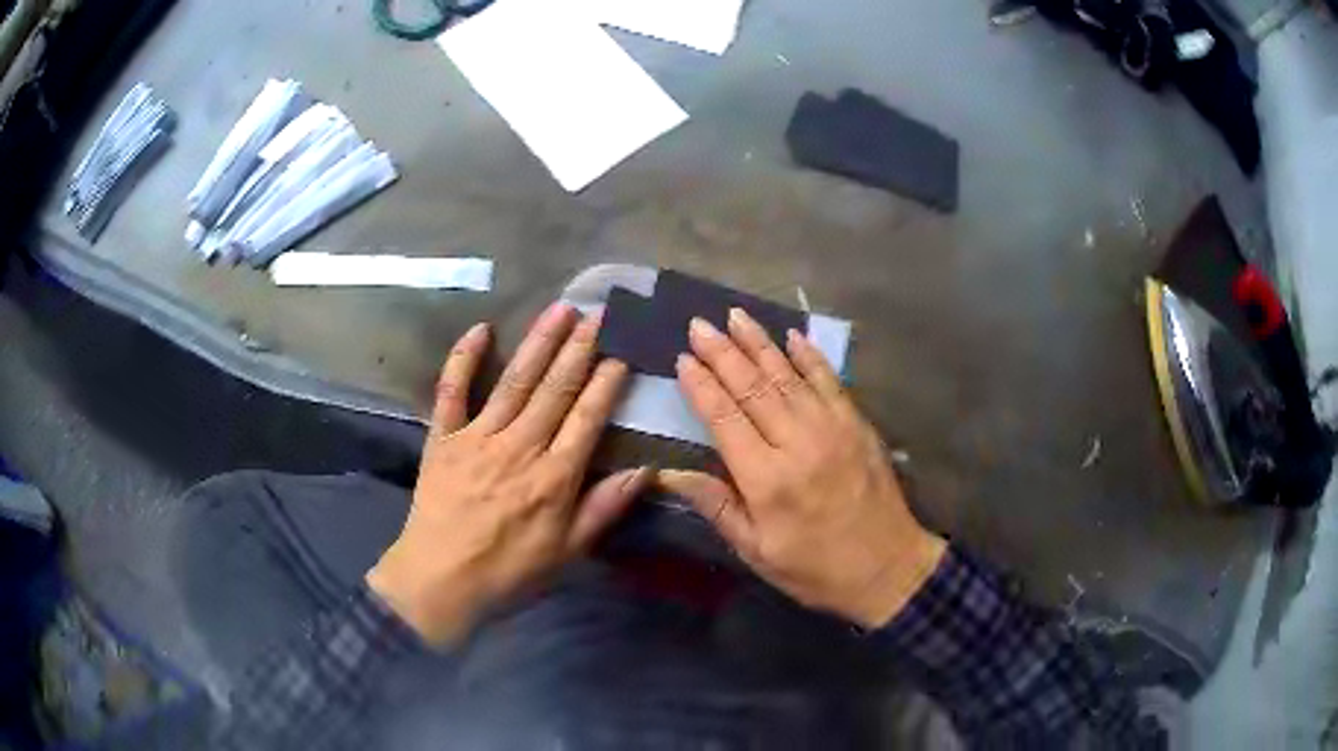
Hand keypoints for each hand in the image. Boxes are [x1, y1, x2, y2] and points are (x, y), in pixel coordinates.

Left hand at [367, 303, 652, 645]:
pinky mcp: (443, 438)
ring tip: (560, 310)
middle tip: (597, 314)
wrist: (439, 581)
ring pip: (514, 382)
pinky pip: (452, 392)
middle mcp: (519, 447)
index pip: (587, 419)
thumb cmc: (508, 572)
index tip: (620, 354)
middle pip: (555, 390)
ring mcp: (477, 438)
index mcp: (553, 477)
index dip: (606, 385)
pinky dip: (463, 359)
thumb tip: (647, 471)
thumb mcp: (566, 552)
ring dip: (538, 343)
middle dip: (578, 350)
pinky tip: (480, 329)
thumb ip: (604, 508)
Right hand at [660, 309, 946, 628]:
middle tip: (699, 323)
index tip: (682, 359)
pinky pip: (829, 380)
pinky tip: (792, 336)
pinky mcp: (857, 424)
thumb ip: (716, 506)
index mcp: (766, 479)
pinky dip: (809, 356)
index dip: (701, 385)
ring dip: (759, 342)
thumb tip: (670, 474)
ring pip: (787, 375)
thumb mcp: (757, 552)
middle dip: (722, 351)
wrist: (887, 567)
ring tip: (735, 316)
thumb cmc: (814, 568)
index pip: (724, 417)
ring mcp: (832, 427)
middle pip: (752, 386)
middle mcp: (797, 442)